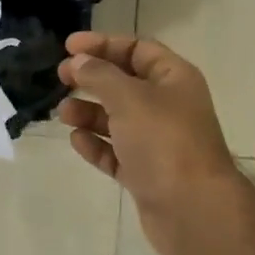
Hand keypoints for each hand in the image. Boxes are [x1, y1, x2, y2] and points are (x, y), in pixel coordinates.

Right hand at [56, 31, 248, 254]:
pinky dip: (96, 145)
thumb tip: (78, 62)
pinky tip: (76, 140)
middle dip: (92, 78)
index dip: (103, 44)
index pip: (137, 49)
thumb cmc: (164, 141)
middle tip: (61, 78)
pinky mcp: (146, 173)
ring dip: (89, 112)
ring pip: (117, 119)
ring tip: (63, 113)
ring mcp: (158, 142)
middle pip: (125, 83)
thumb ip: (99, 75)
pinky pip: (116, 152)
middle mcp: (168, 106)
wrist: (193, 210)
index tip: (68, 46)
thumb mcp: (129, 98)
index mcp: (174, 78)